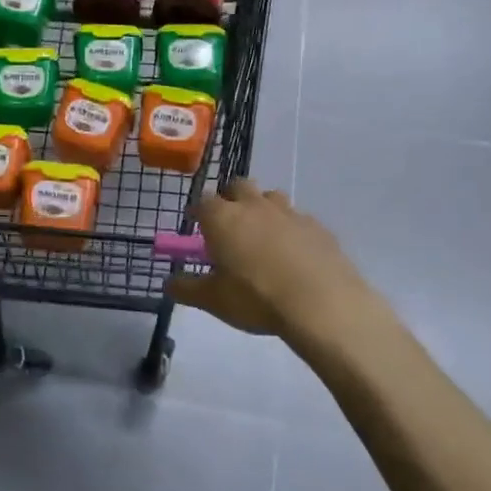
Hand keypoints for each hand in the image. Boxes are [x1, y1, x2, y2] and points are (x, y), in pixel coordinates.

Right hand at [167, 181, 390, 349]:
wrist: (322, 304)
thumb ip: (187, 289)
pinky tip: (295, 254)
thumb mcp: (214, 301)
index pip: (202, 202)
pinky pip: (298, 219)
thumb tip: (168, 283)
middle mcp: (254, 206)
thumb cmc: (257, 299)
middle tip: (231, 225)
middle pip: (238, 186)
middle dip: (231, 199)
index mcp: (223, 218)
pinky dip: (291, 229)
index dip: (198, 213)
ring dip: (263, 209)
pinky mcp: (317, 226)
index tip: (197, 226)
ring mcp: (289, 212)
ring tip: (264, 237)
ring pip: (270, 197)